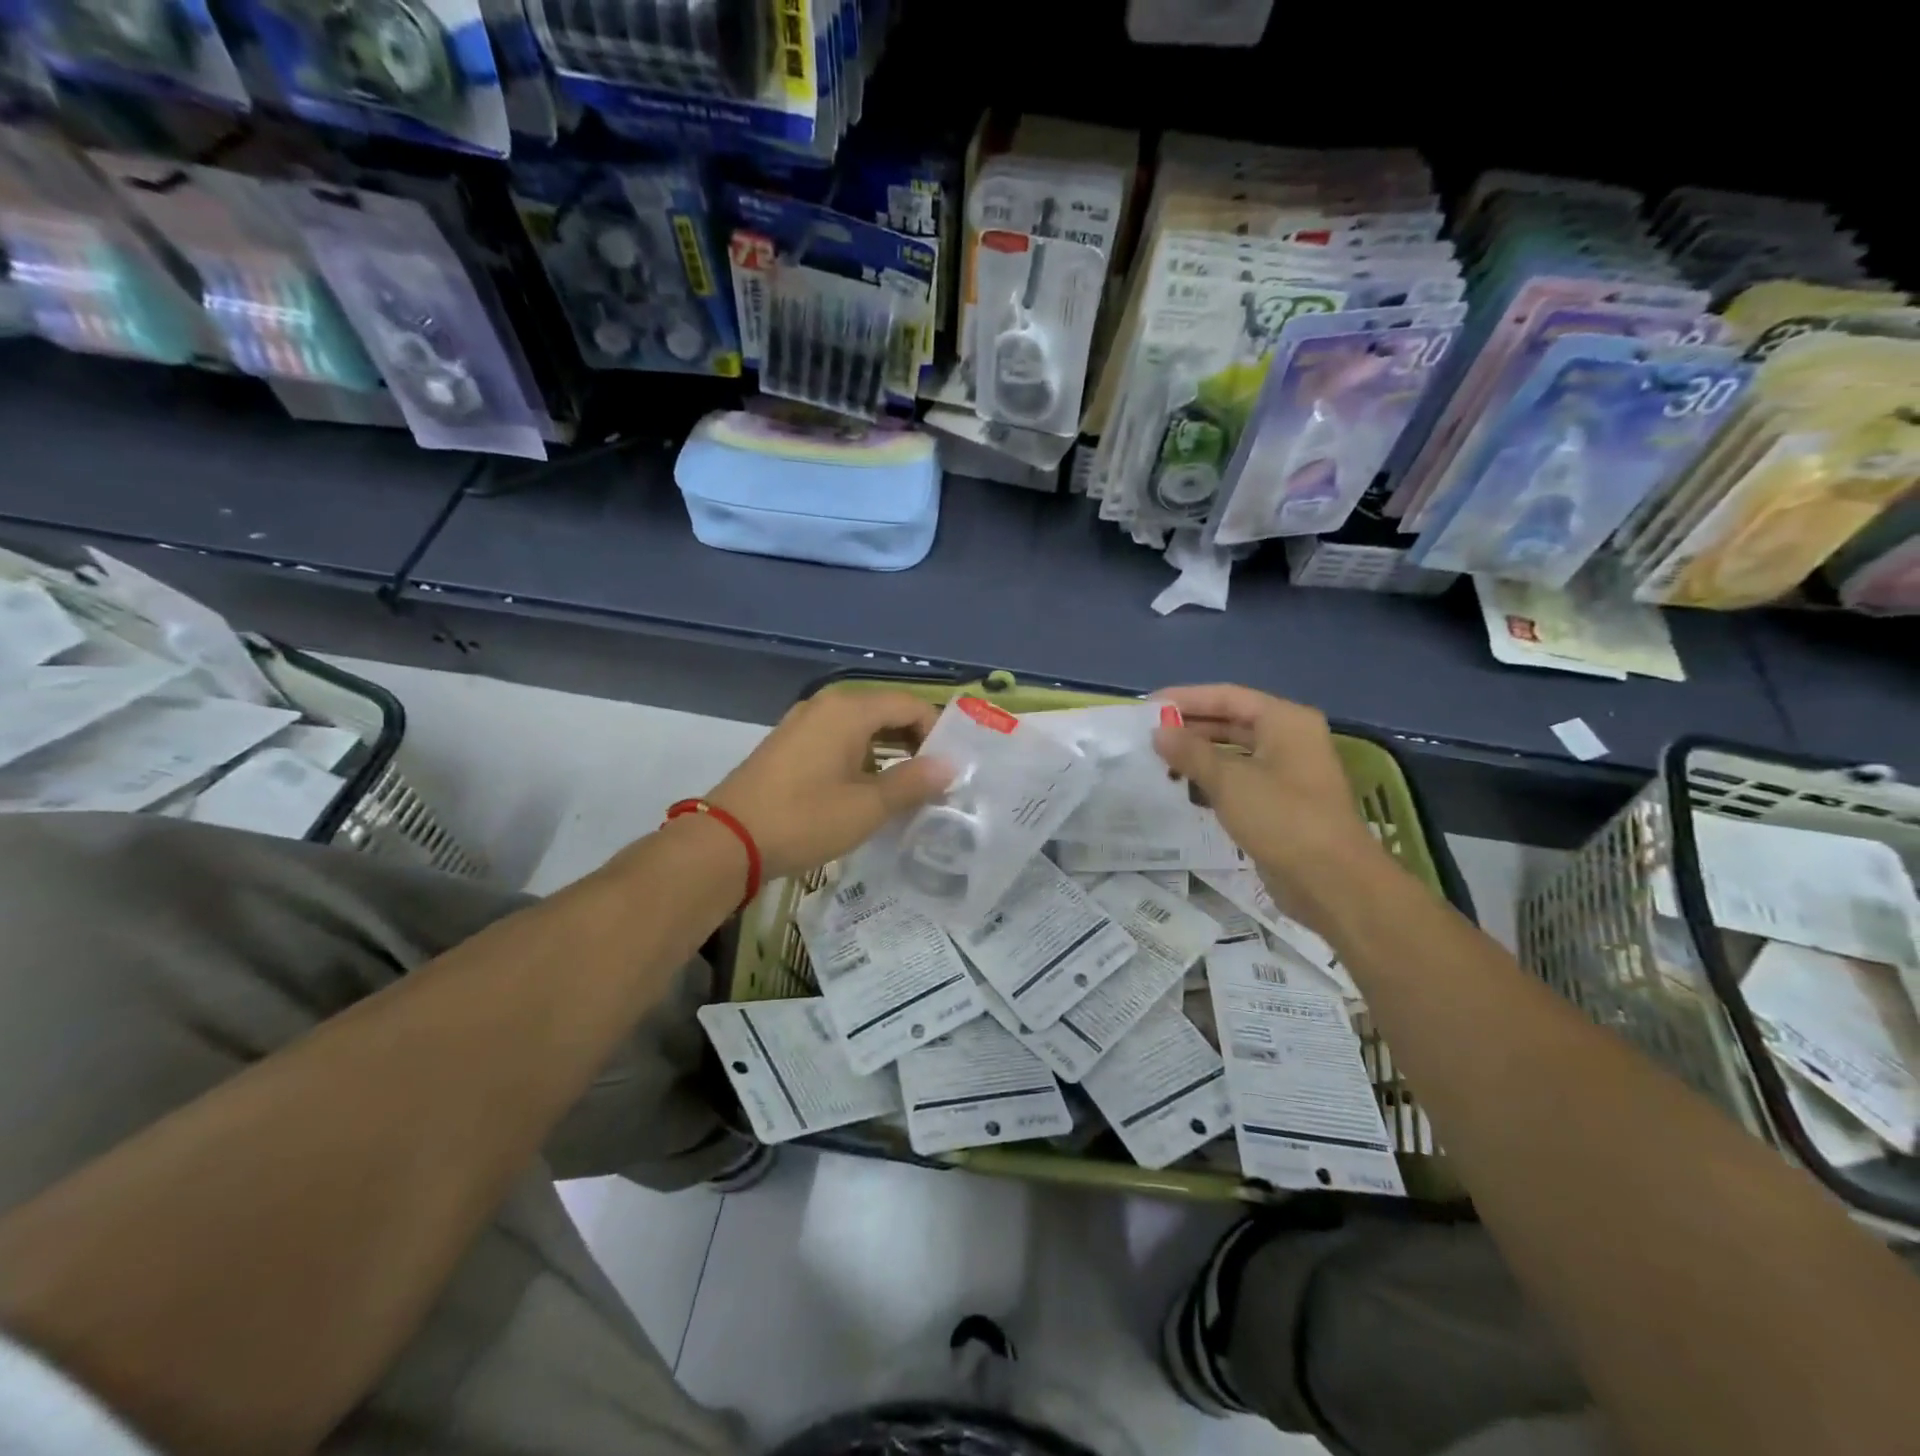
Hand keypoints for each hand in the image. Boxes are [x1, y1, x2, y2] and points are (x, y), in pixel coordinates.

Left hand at [705, 690, 951, 879]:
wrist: (728, 840)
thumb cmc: (805, 818)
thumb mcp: (868, 806)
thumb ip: (914, 782)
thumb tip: (951, 766)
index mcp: (849, 710)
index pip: (910, 705)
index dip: (936, 732)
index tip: (950, 769)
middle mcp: (827, 706)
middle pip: (886, 712)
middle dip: (915, 743)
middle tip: (936, 780)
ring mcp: (804, 724)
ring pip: (862, 728)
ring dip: (889, 753)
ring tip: (908, 790)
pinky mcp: (789, 745)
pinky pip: (838, 740)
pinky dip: (862, 758)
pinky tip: (869, 790)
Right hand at [1153, 684, 1392, 932]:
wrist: (1331, 880)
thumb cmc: (1281, 817)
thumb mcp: (1229, 780)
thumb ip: (1190, 752)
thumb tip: (1158, 732)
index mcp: (1285, 721)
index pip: (1227, 696)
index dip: (1186, 699)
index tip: (1148, 707)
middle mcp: (1290, 739)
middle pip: (1231, 721)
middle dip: (1190, 728)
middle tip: (1148, 735)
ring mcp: (1288, 772)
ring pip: (1234, 753)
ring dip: (1198, 756)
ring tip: (1158, 763)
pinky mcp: (1281, 803)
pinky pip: (1240, 780)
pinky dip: (1213, 781)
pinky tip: (1184, 790)